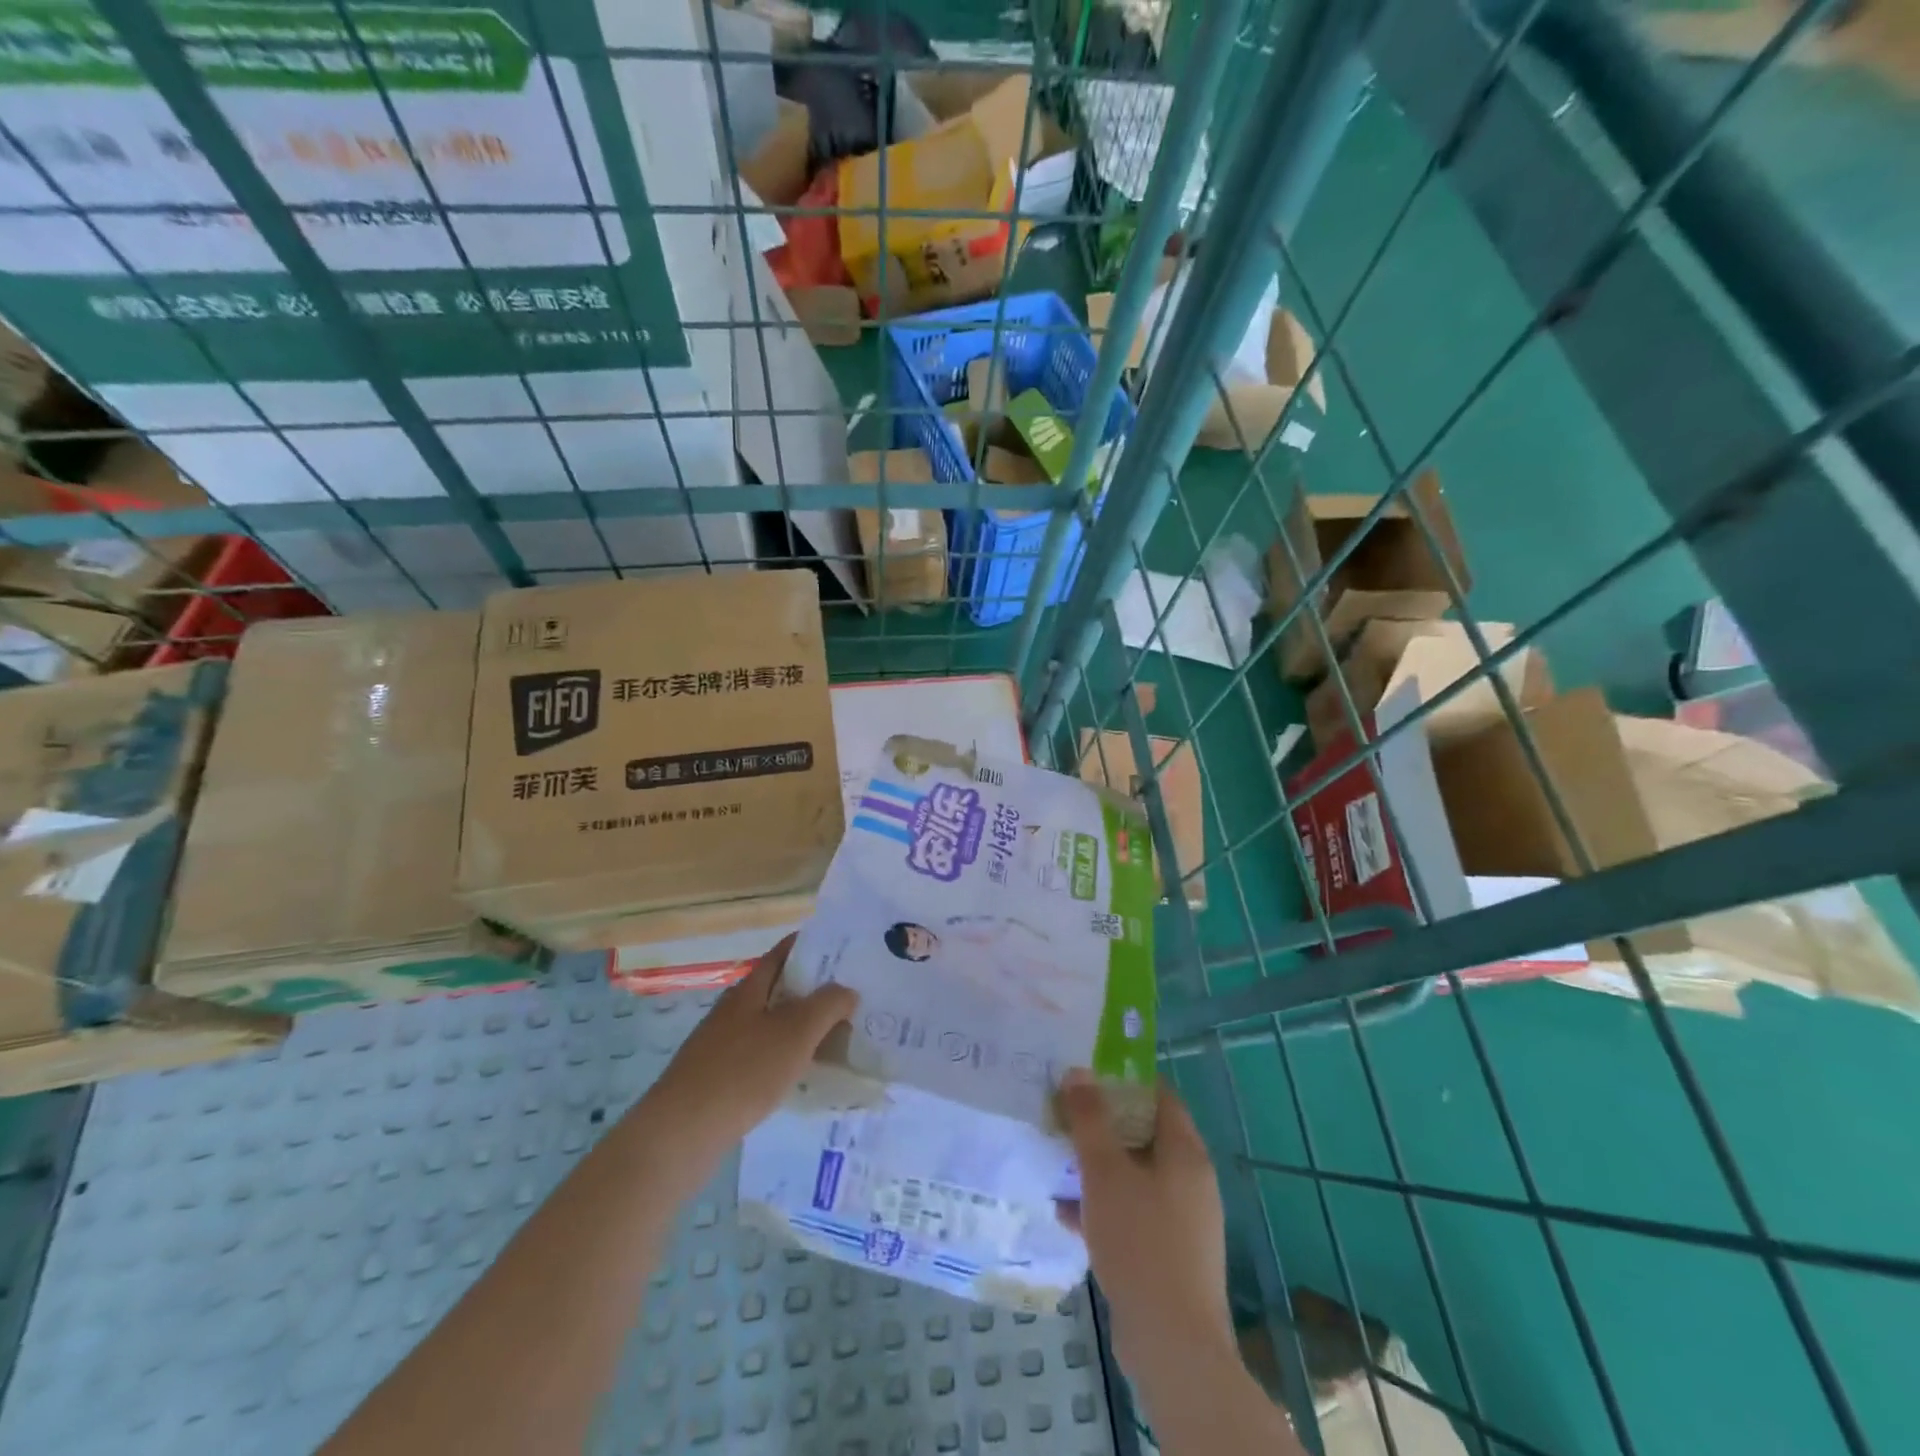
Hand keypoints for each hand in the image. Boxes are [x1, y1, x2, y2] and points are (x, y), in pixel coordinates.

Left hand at [650, 935, 857, 1152]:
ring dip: (800, 1026)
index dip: (809, 946)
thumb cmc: (743, 1071)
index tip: (841, 949)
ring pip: (769, 1025)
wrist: (682, 1133)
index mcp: (748, 990)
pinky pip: (760, 1055)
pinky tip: (800, 1074)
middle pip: (776, 989)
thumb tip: (847, 990)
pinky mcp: (717, 1078)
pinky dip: (784, 1056)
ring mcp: (721, 1045)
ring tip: (835, 1035)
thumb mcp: (795, 1033)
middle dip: (811, 989)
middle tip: (850, 995)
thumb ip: (827, 1005)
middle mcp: (733, 1011)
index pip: (781, 954)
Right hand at [1057, 1071, 1233, 1371]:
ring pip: (1135, 1177)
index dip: (1124, 1081)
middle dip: (1103, 1125)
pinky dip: (1104, 1207)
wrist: (1172, 1344)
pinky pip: (1134, 1214)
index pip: (1159, 1096)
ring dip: (1099, 1168)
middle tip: (1065, 1116)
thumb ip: (1089, 1119)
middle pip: (1144, 1135)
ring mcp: (1183, 1221)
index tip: (1087, 1075)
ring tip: (1059, 1162)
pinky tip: (1067, 1214)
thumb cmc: (1140, 1241)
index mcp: (1185, 1152)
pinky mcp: (1170, 1256)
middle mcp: (1191, 1180)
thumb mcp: (1104, 1171)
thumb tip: (1078, 1072)